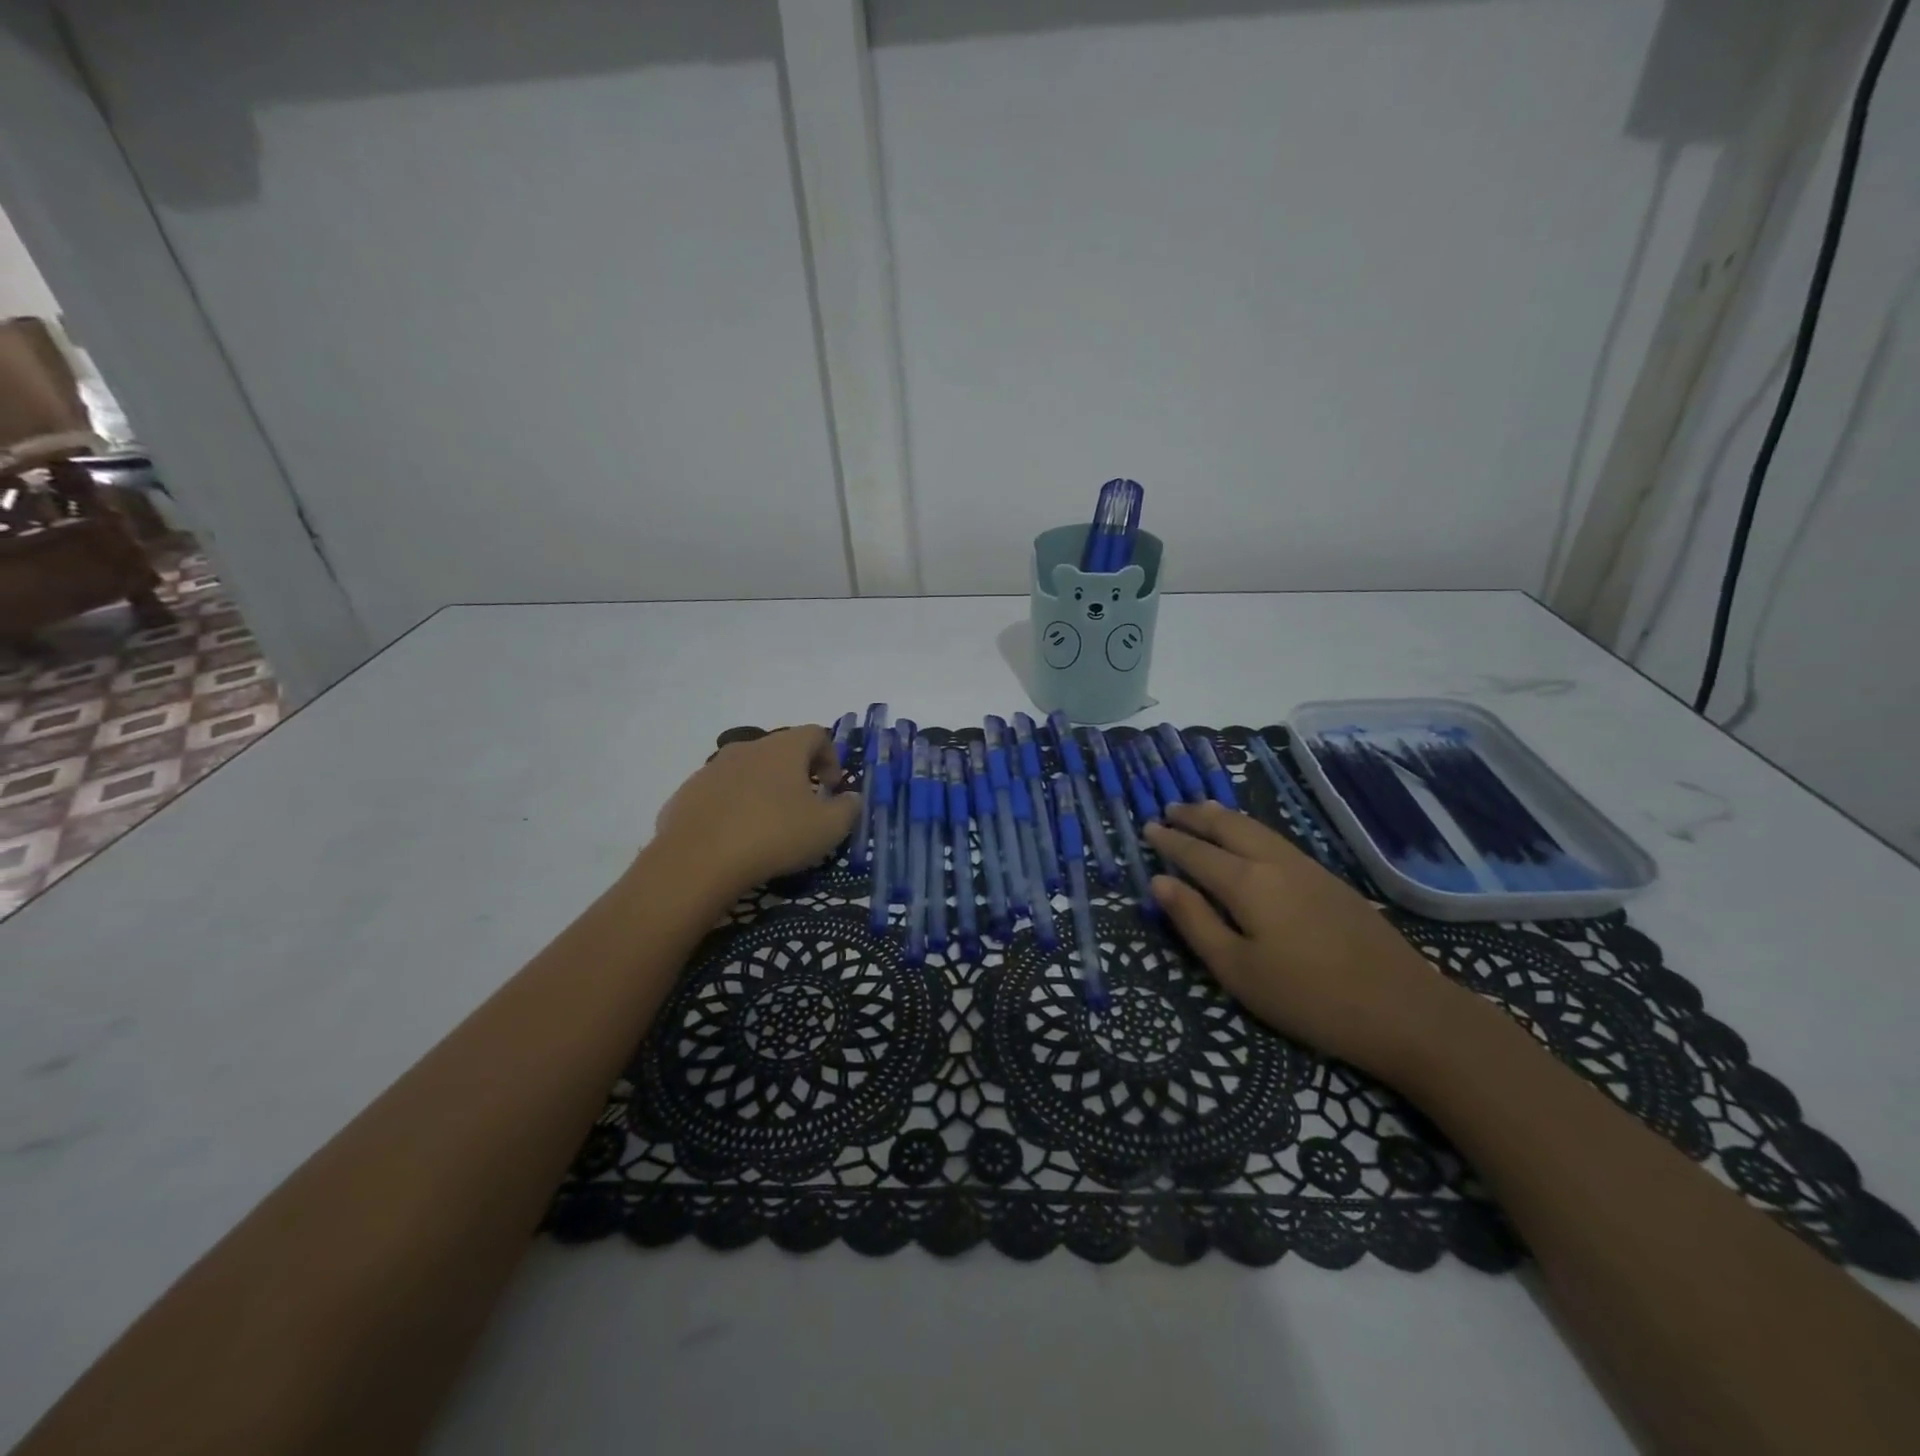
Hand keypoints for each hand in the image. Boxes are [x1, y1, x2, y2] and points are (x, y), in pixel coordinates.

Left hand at [651, 726, 858, 899]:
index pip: (816, 734)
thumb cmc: (774, 836)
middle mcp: (747, 748)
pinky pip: (720, 794)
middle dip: (797, 774)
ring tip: (768, 826)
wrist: (697, 861)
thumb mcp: (828, 828)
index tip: (833, 788)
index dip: (831, 757)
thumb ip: (849, 808)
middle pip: (780, 750)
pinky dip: (733, 808)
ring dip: (763, 790)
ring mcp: (711, 769)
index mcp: (783, 748)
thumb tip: (851, 798)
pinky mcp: (686, 794)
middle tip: (805, 808)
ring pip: (748, 771)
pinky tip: (735, 839)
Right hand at [1143, 801, 1466, 1082]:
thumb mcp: (1237, 970)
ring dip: (1224, 817)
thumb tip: (1159, 882)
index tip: (1147, 828)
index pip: (1196, 852)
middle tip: (1170, 808)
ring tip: (1203, 810)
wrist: (1405, 1010)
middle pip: (1229, 827)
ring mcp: (1308, 868)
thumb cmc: (1307, 997)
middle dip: (1196, 815)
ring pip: (1256, 828)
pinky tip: (1251, 839)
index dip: (1170, 841)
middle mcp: (1275, 862)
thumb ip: (1194, 922)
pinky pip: (1276, 839)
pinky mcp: (1330, 880)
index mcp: (1247, 883)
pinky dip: (1250, 829)